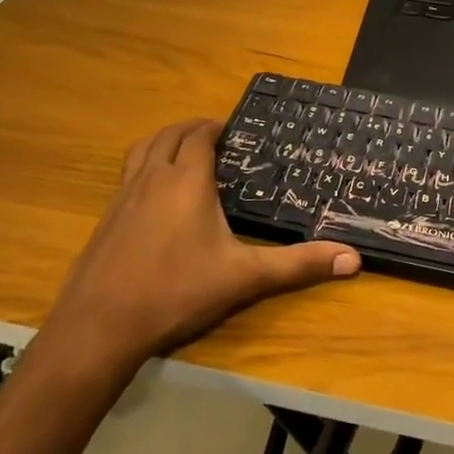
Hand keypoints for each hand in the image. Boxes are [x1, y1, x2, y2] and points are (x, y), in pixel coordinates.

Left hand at [35, 118, 360, 376]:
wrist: (100, 325)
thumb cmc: (177, 291)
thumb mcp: (244, 278)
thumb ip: (298, 265)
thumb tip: (353, 259)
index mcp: (187, 180)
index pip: (199, 136)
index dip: (215, 127)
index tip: (233, 130)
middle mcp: (153, 177)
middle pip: (170, 135)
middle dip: (192, 129)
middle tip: (214, 136)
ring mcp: (123, 196)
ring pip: (143, 149)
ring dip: (164, 141)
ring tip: (181, 151)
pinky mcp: (106, 217)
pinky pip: (127, 174)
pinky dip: (144, 165)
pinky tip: (153, 195)